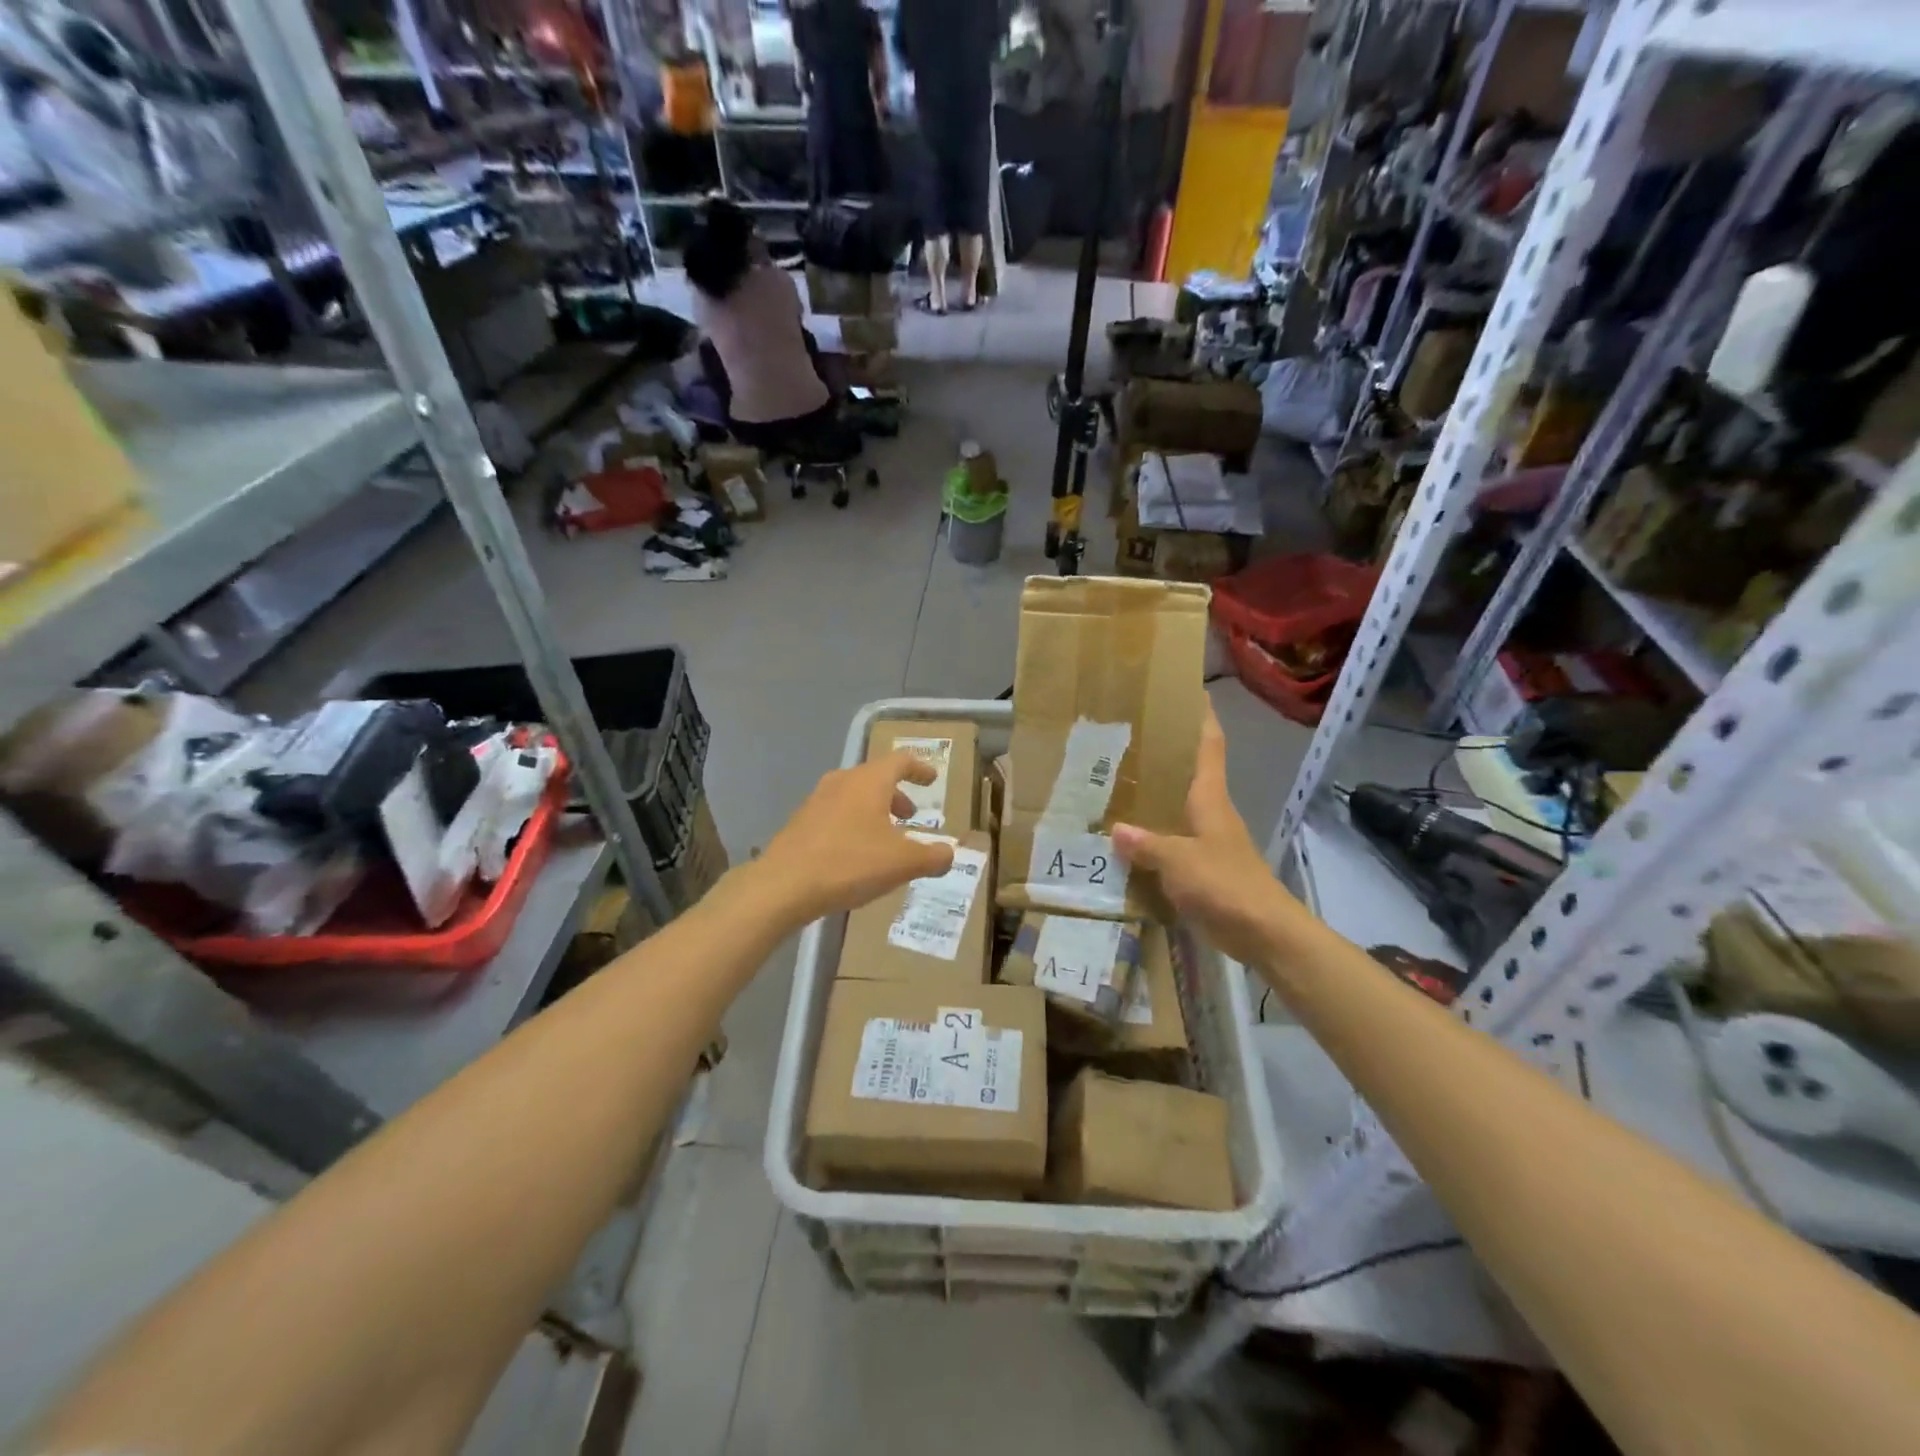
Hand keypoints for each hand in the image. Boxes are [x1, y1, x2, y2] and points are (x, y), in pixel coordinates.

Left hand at [753, 750, 955, 924]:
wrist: (783, 886)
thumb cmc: (849, 863)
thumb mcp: (902, 863)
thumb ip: (932, 856)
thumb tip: (950, 854)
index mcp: (869, 781)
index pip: (900, 761)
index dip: (920, 769)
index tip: (932, 779)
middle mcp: (842, 781)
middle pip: (876, 778)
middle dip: (897, 795)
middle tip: (910, 816)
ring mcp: (816, 800)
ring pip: (854, 796)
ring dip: (874, 811)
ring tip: (885, 838)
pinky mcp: (800, 822)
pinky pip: (836, 814)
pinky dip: (854, 824)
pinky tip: (856, 854)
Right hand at [1112, 703, 1300, 965]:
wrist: (1264, 933)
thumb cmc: (1226, 885)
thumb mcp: (1180, 861)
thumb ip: (1147, 844)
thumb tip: (1115, 829)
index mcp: (1210, 798)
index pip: (1209, 745)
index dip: (1201, 717)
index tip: (1188, 691)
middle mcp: (1210, 811)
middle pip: (1189, 772)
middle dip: (1163, 754)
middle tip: (1124, 738)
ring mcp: (1208, 840)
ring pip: (1177, 807)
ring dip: (1153, 796)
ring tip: (1114, 783)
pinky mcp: (1203, 867)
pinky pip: (1171, 841)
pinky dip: (1151, 836)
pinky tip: (1125, 840)